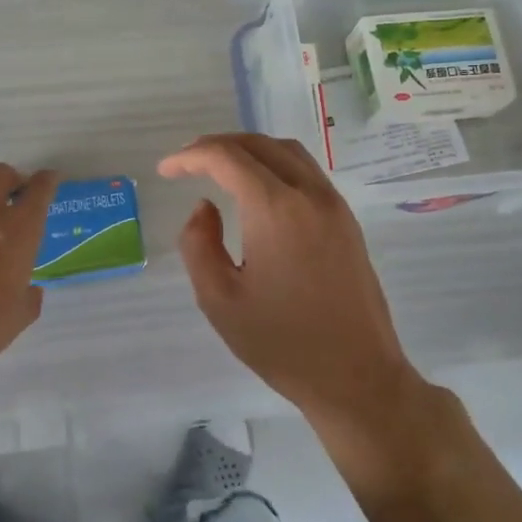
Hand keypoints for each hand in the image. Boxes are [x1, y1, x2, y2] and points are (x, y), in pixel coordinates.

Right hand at [158, 133, 420, 429]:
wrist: (357, 377)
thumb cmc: (282, 343)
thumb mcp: (219, 300)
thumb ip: (199, 244)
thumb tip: (204, 207)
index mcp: (275, 209)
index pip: (227, 158)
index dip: (190, 157)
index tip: (165, 171)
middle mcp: (309, 195)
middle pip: (259, 145)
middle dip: (218, 146)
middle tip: (186, 163)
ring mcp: (334, 206)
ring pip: (288, 153)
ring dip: (249, 151)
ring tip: (218, 169)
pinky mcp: (347, 222)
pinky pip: (307, 173)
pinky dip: (275, 165)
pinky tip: (257, 190)